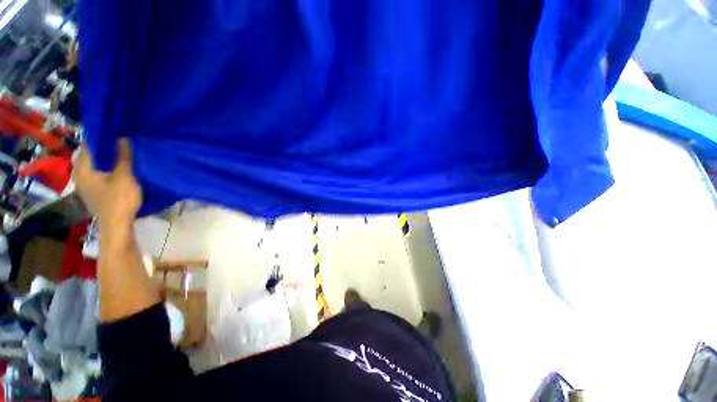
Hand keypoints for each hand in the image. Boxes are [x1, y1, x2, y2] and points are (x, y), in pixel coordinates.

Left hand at [74, 139, 141, 226]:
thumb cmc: (119, 199)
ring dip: (108, 160)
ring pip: (95, 165)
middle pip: (92, 155)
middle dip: (106, 148)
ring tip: (123, 155)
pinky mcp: (93, 192)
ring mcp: (85, 185)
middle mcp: (79, 174)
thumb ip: (122, 156)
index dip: (102, 136)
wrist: (117, 226)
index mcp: (83, 168)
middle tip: (123, 142)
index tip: (117, 131)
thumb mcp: (124, 176)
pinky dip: (108, 169)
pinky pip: (99, 174)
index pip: (89, 145)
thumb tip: (122, 137)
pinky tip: (119, 170)